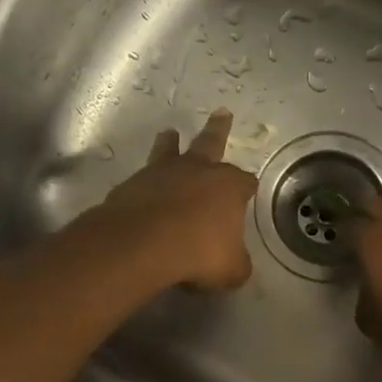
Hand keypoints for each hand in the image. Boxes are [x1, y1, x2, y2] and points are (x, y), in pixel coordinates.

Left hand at [97, 109, 257, 290]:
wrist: (142, 244)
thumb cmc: (199, 252)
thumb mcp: (231, 269)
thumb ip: (237, 263)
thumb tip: (236, 263)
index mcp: (228, 187)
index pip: (245, 182)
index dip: (248, 187)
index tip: (249, 190)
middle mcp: (196, 171)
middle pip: (211, 143)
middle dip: (219, 130)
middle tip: (222, 113)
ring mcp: (161, 174)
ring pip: (169, 150)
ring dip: (171, 143)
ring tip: (170, 133)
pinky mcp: (131, 185)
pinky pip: (143, 178)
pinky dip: (146, 180)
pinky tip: (143, 187)